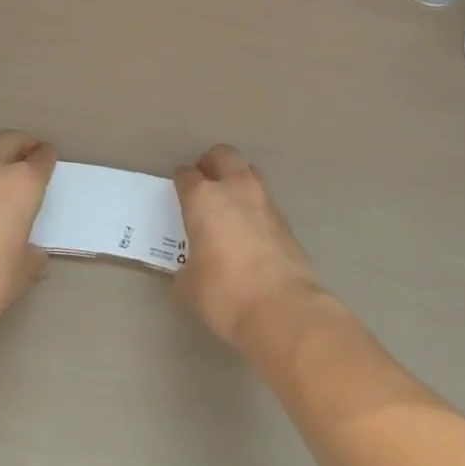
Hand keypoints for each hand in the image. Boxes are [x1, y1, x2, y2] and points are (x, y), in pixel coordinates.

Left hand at [0, 131, 56, 336]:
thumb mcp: (23, 272)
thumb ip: (32, 256)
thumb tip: (33, 254)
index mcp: (22, 183)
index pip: (41, 159)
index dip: (47, 158)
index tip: (49, 160)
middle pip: (10, 140)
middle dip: (21, 144)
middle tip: (28, 154)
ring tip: (2, 179)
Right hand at [173, 144, 325, 351]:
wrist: (284, 309)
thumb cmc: (225, 294)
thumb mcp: (190, 284)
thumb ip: (188, 265)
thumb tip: (194, 265)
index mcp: (203, 199)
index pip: (186, 175)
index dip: (180, 182)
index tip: (179, 194)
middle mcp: (234, 189)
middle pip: (223, 155)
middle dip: (211, 164)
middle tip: (205, 185)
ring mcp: (264, 201)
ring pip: (249, 173)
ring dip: (237, 181)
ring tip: (229, 207)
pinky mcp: (286, 220)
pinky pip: (264, 200)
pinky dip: (254, 207)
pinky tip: (250, 232)